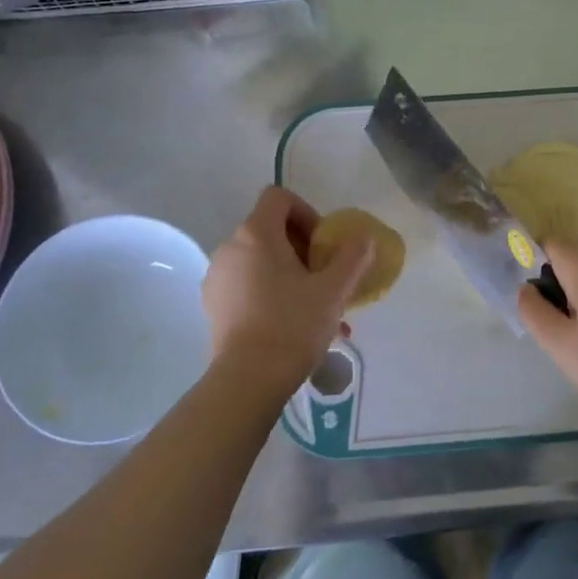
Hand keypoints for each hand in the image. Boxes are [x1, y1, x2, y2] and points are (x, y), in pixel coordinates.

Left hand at [203, 186, 372, 399]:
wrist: (248, 380)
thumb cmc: (293, 325)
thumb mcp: (333, 290)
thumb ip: (352, 257)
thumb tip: (364, 238)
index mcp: (256, 234)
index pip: (279, 197)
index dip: (306, 211)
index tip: (322, 243)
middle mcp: (229, 247)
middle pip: (269, 229)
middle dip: (301, 247)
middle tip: (323, 277)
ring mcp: (217, 277)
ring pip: (259, 259)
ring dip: (287, 272)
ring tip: (312, 305)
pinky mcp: (213, 304)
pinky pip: (245, 283)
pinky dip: (268, 290)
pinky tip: (289, 322)